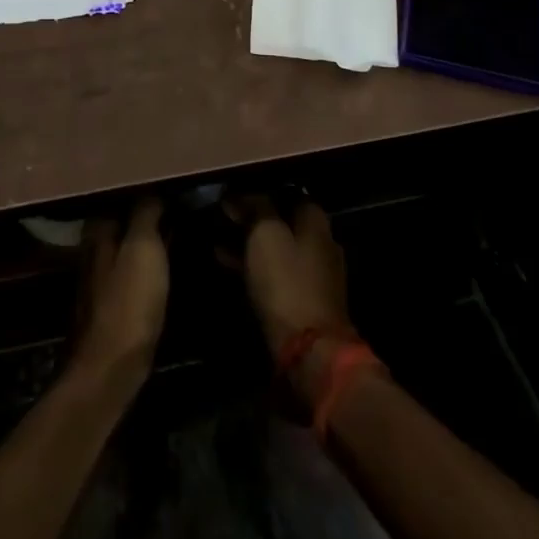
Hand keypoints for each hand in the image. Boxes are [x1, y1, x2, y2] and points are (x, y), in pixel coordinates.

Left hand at [72, 198, 167, 381]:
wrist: (112, 367)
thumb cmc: (128, 300)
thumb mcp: (143, 246)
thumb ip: (146, 212)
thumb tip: (154, 187)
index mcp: (98, 231)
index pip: (120, 196)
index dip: (144, 188)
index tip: (173, 182)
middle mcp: (95, 249)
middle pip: (124, 220)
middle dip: (148, 210)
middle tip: (183, 200)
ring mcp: (103, 278)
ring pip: (130, 244)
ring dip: (152, 235)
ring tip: (183, 224)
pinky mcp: (115, 303)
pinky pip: (137, 268)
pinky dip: (152, 259)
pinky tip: (171, 259)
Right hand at [228, 196, 352, 360]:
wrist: (309, 349)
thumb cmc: (286, 281)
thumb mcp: (265, 234)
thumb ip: (255, 207)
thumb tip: (239, 194)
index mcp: (316, 221)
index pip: (287, 191)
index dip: (259, 189)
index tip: (232, 192)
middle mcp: (321, 242)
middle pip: (283, 220)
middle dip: (253, 217)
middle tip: (222, 215)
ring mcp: (314, 274)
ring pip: (277, 247)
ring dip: (250, 242)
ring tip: (217, 239)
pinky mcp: (304, 301)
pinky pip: (275, 272)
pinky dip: (254, 265)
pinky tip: (228, 264)